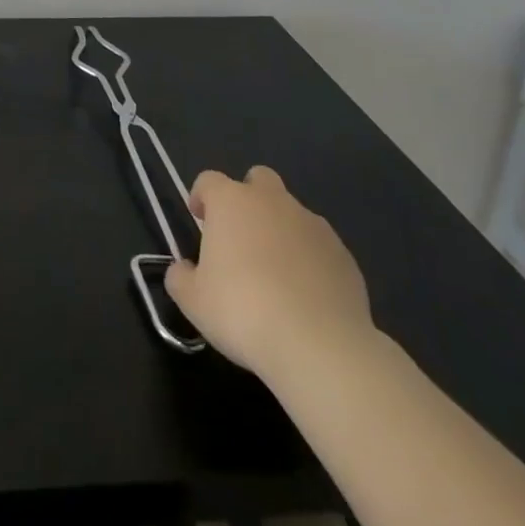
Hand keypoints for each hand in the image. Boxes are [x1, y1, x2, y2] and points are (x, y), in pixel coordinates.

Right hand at [163, 165, 374, 379]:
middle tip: (241, 237)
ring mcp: (313, 225)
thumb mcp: (193, 301)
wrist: (319, 346)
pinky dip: (310, 260)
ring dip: (280, 230)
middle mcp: (272, 201)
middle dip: (249, 198)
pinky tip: (306, 295)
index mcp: (231, 202)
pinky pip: (319, 246)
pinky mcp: (343, 255)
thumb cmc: (243, 312)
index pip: (209, 180)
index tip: (200, 222)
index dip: (201, 197)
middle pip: (258, 179)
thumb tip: (183, 270)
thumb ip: (180, 277)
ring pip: (292, 213)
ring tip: (276, 275)